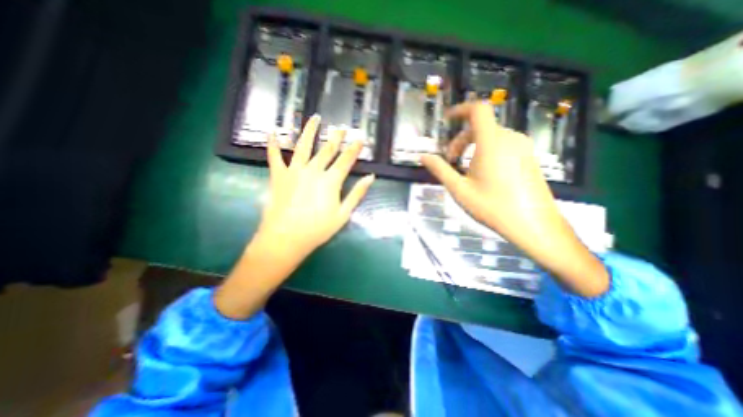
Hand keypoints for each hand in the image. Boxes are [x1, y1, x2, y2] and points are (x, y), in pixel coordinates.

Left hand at [257, 114, 378, 262]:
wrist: (286, 238)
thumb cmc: (317, 229)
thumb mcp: (343, 214)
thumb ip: (357, 194)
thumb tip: (370, 177)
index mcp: (330, 181)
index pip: (346, 160)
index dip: (354, 148)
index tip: (360, 138)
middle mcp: (313, 170)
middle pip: (327, 149)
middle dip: (336, 137)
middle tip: (341, 127)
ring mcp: (294, 170)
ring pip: (303, 145)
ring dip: (309, 131)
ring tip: (314, 118)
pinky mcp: (278, 175)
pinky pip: (274, 156)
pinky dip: (272, 143)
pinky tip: (272, 131)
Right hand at [420, 103, 605, 297]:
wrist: (534, 225)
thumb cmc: (493, 207)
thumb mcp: (460, 189)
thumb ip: (440, 170)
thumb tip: (423, 157)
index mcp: (492, 142)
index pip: (478, 110)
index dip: (460, 109)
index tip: (446, 120)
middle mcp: (510, 138)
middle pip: (480, 127)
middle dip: (460, 140)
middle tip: (451, 161)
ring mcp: (523, 147)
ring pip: (491, 137)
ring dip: (472, 147)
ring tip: (465, 171)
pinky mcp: (529, 157)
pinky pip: (503, 145)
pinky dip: (486, 151)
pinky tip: (483, 174)